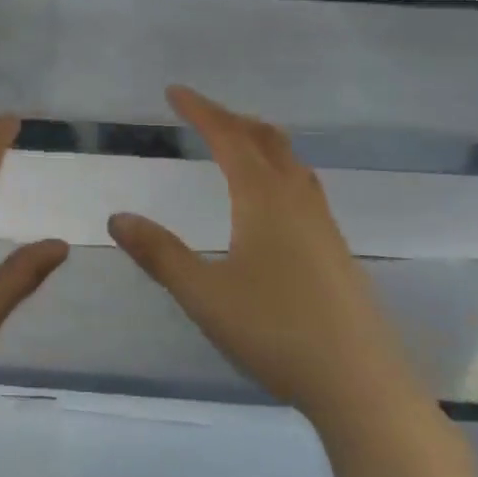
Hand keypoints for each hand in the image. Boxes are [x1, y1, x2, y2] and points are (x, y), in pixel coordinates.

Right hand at [108, 86, 423, 427]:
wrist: (360, 384)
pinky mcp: (336, 250)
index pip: (228, 137)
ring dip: (259, 141)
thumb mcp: (203, 294)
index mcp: (263, 199)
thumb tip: (118, 218)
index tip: (174, 92)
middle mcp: (297, 200)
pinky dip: (278, 169)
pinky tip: (272, 200)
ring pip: (291, 161)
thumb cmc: (275, 332)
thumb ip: (159, 254)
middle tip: (201, 112)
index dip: (200, 110)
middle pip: (265, 139)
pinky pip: (303, 187)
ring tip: (236, 143)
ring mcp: (323, 225)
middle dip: (230, 119)